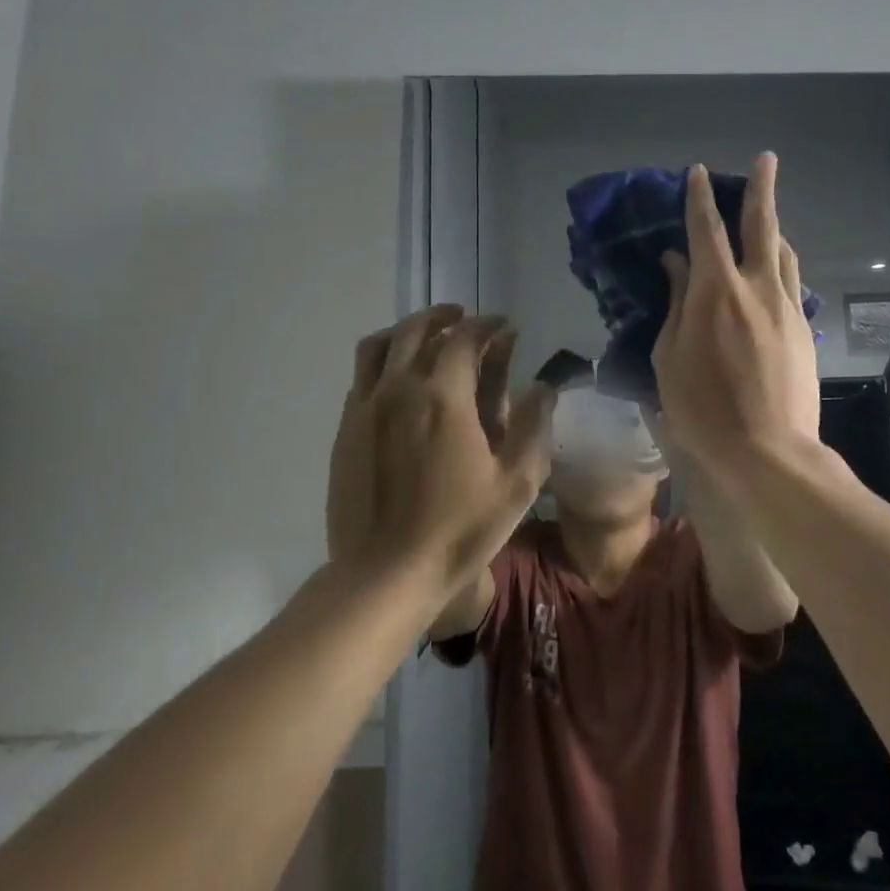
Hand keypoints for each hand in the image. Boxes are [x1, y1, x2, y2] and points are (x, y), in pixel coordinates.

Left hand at [327, 305, 552, 596]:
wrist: (384, 574)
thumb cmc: (459, 530)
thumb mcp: (516, 484)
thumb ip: (534, 427)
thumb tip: (544, 387)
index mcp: (444, 397)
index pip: (464, 338)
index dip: (487, 325)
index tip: (504, 326)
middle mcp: (399, 388)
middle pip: (417, 329)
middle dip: (445, 316)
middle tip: (465, 320)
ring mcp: (365, 407)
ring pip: (379, 345)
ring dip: (407, 331)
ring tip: (427, 337)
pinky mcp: (346, 429)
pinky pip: (361, 376)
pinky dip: (383, 361)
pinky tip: (398, 379)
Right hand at [652, 155, 819, 481]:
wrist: (768, 450)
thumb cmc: (702, 408)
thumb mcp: (670, 356)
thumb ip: (676, 303)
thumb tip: (676, 263)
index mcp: (715, 291)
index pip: (706, 231)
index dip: (700, 198)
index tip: (698, 173)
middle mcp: (756, 287)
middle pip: (761, 226)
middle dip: (761, 188)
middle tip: (766, 159)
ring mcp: (786, 307)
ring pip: (783, 252)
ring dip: (773, 228)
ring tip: (766, 216)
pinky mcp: (803, 329)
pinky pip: (790, 283)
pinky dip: (779, 265)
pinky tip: (773, 272)